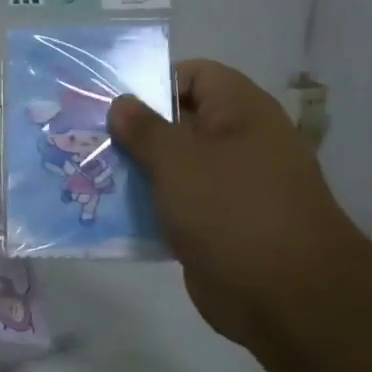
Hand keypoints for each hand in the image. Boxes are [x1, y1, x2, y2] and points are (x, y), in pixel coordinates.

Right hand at [108, 60, 371, 352]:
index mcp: (240, 111)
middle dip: (133, 130)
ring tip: (88, 172)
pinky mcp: (217, 226)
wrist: (285, 296)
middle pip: (179, 122)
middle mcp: (238, 142)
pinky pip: (176, 204)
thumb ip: (144, 128)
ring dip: (135, 171)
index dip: (154, 80)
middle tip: (86, 137)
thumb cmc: (231, 209)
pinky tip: (108, 211)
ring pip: (173, 167)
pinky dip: (147, 206)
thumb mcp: (178, 160)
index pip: (195, 75)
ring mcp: (229, 187)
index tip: (112, 101)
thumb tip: (121, 102)